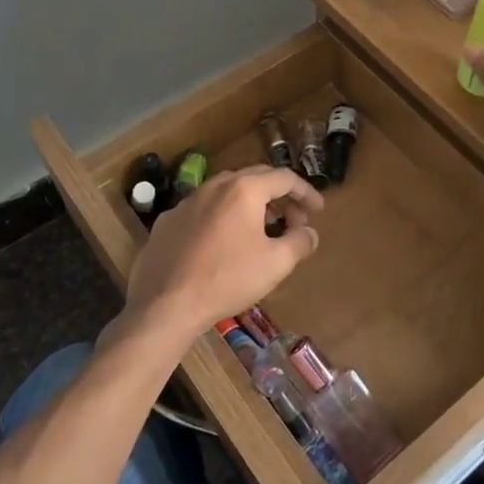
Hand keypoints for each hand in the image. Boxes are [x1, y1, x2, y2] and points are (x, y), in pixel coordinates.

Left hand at [122, 167, 323, 340]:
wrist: (164, 304)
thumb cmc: (227, 279)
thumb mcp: (275, 264)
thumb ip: (299, 242)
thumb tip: (309, 233)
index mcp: (244, 190)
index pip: (284, 178)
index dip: (306, 192)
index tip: (318, 211)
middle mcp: (215, 186)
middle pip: (255, 178)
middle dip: (279, 196)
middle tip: (293, 220)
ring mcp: (187, 202)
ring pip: (227, 192)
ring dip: (250, 205)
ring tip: (262, 230)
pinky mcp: (168, 221)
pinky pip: (203, 210)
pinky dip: (222, 218)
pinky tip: (223, 244)